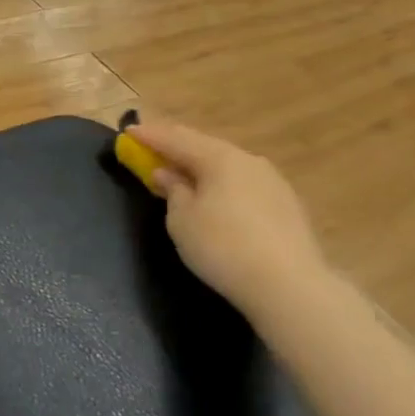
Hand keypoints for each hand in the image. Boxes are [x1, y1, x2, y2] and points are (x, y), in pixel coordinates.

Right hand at [129, 122, 329, 314]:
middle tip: (152, 148)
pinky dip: (220, 183)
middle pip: (205, 147)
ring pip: (226, 165)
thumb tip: (168, 173)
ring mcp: (272, 181)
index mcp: (220, 159)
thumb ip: (173, 191)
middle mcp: (248, 160)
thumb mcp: (182, 220)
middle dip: (176, 147)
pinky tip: (214, 195)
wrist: (287, 283)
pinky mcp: (285, 204)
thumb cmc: (221, 246)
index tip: (128, 132)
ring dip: (200, 165)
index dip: (150, 135)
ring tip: (181, 173)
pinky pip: (242, 183)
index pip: (177, 139)